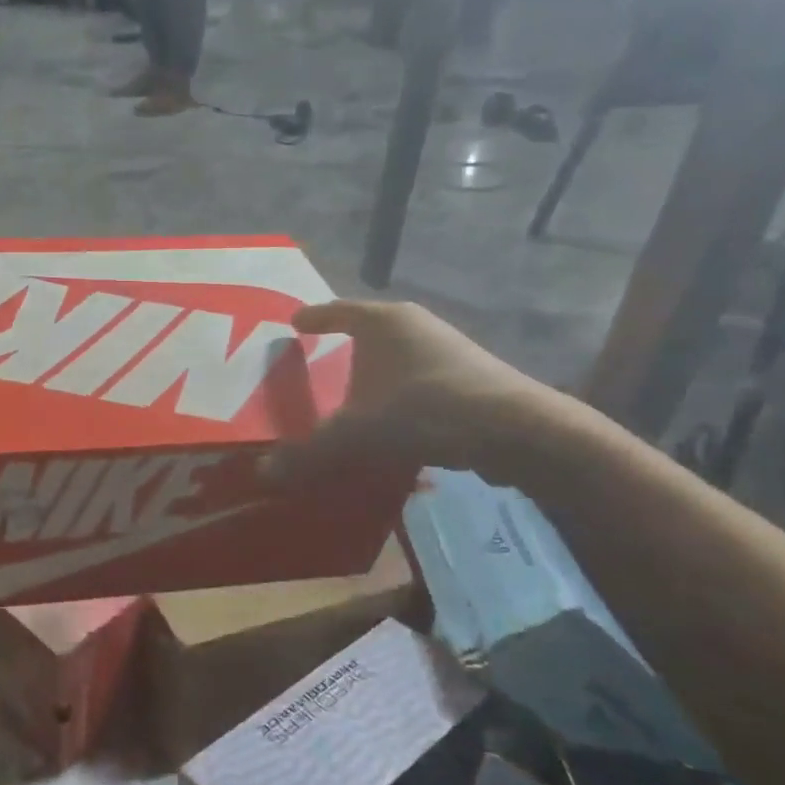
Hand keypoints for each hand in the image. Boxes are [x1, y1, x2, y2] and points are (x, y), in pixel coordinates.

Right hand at [274, 300, 578, 487]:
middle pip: (367, 331)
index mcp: (383, 322)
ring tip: (350, 397)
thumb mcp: (357, 434)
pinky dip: (397, 395)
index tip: (292, 322)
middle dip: (342, 346)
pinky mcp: (469, 378)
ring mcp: (447, 350)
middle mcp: (415, 326)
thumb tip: (264, 473)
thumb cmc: (426, 410)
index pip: (336, 310)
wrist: (519, 431)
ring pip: (395, 358)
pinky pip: (417, 381)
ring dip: (373, 375)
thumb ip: (309, 452)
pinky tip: (390, 422)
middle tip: (315, 362)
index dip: (312, 317)